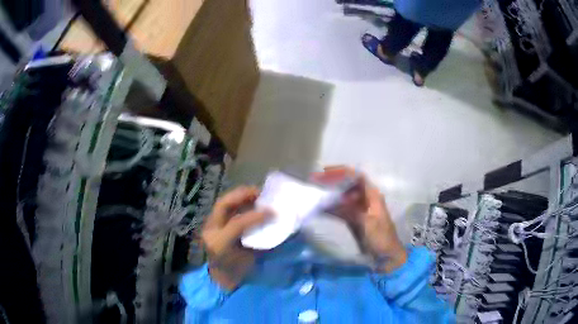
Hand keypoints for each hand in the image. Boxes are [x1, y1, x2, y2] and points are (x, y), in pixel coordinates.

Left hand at [201, 187, 270, 290]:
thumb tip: (281, 228)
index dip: (255, 216)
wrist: (222, 278)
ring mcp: (210, 227)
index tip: (272, 212)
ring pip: (222, 204)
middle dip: (241, 195)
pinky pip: (224, 209)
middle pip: (223, 206)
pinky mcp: (212, 225)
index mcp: (220, 244)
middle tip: (260, 192)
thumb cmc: (239, 272)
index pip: (236, 224)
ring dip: (239, 196)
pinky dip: (237, 202)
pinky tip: (249, 201)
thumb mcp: (252, 261)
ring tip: (256, 193)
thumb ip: (264, 245)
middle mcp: (211, 232)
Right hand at [312, 166, 407, 272]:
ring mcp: (359, 209)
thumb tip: (333, 201)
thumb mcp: (367, 223)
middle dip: (333, 181)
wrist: (386, 256)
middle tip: (315, 182)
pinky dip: (331, 207)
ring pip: (343, 196)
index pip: (357, 177)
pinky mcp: (354, 219)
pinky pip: (341, 209)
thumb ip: (352, 210)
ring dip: (330, 194)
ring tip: (314, 192)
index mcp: (373, 196)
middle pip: (348, 184)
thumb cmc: (381, 238)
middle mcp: (366, 199)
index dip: (342, 171)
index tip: (325, 172)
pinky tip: (320, 208)